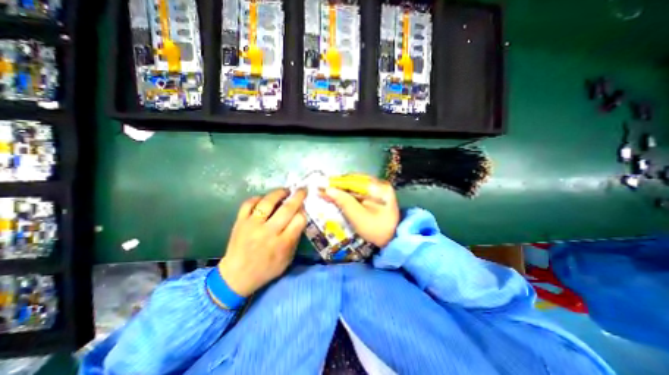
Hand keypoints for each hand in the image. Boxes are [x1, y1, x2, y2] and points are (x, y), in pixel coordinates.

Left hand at [220, 189, 308, 297]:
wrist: (236, 276)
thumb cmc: (267, 269)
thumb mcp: (287, 258)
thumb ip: (295, 237)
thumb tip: (300, 216)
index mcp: (282, 243)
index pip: (299, 220)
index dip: (303, 212)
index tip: (303, 209)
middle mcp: (268, 232)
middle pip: (287, 209)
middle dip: (298, 196)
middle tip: (302, 189)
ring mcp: (252, 225)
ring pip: (268, 202)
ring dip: (279, 193)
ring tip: (285, 190)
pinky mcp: (240, 222)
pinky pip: (248, 204)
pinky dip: (258, 198)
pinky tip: (264, 198)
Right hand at [321, 174, 398, 246]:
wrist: (392, 240)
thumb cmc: (376, 230)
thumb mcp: (358, 217)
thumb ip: (344, 201)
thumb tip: (328, 190)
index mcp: (380, 188)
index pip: (354, 181)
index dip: (337, 183)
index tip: (323, 185)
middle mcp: (380, 184)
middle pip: (355, 182)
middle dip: (339, 186)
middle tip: (323, 189)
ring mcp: (379, 189)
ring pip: (356, 186)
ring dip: (342, 190)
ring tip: (328, 192)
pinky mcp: (376, 196)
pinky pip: (359, 192)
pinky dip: (348, 194)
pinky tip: (338, 196)